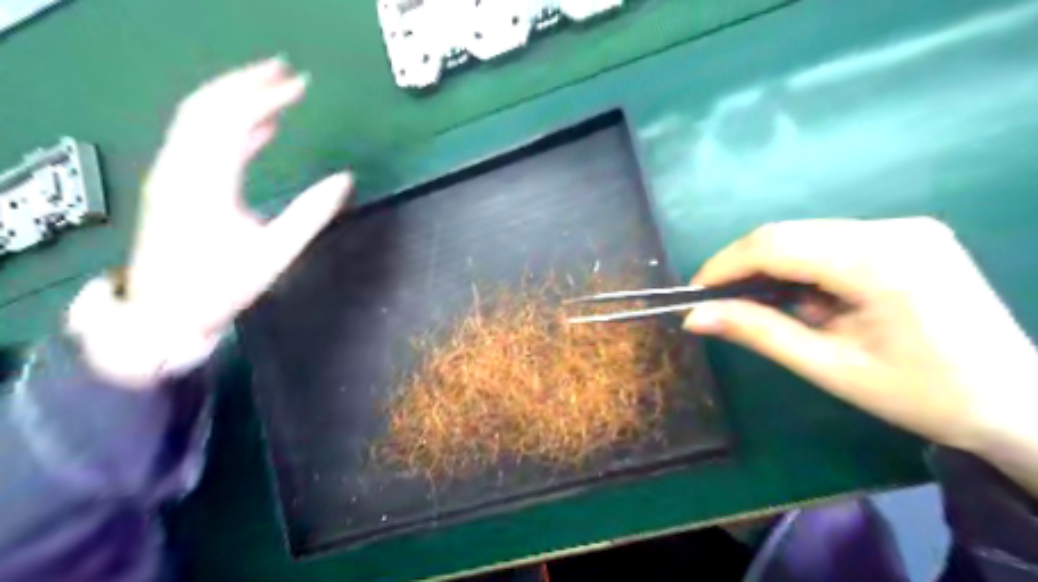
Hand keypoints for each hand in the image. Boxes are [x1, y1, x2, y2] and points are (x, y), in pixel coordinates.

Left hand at [69, 58, 351, 385]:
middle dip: (247, 82)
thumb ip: (311, 213)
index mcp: (207, 180)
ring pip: (199, 117)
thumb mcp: (275, 252)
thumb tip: (344, 179)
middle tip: (284, 72)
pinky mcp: (175, 182)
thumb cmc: (222, 285)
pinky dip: (228, 124)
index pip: (234, 119)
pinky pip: (199, 138)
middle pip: (208, 105)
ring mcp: (173, 172)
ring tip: (274, 91)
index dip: (267, 96)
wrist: (165, 312)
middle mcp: (181, 166)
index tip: (299, 85)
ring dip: (235, 98)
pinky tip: (257, 128)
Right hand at [688, 216, 1036, 483]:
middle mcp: (893, 229)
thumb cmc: (924, 396)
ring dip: (773, 269)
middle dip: (744, 267)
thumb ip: (758, 332)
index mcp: (879, 262)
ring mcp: (905, 227)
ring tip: (765, 309)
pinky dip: (802, 268)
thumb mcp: (829, 368)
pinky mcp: (908, 236)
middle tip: (719, 303)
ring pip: (805, 236)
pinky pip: (831, 242)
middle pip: (787, 234)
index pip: (775, 244)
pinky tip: (807, 300)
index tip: (694, 293)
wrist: (1020, 404)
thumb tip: (695, 317)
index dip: (724, 265)